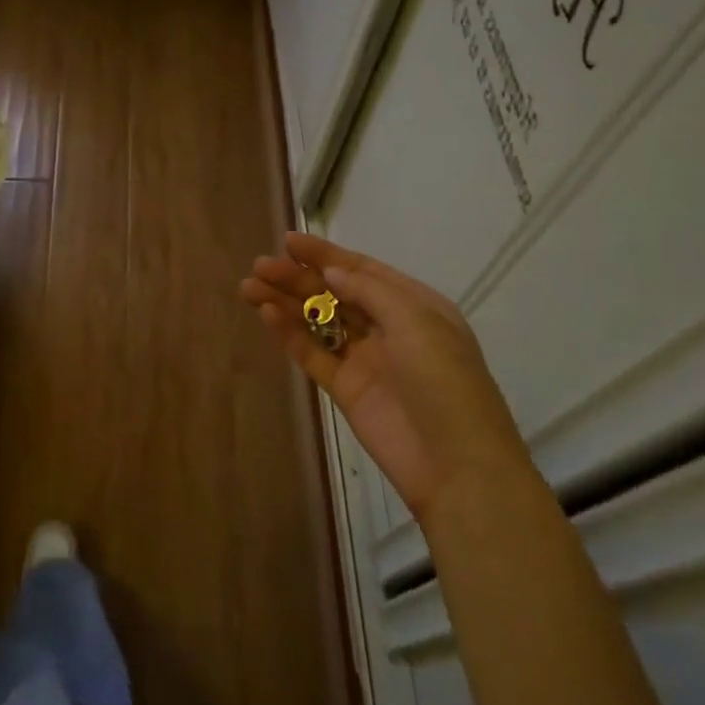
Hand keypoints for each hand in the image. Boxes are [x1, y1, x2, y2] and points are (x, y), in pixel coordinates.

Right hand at [241, 232, 525, 518]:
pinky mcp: (345, 389)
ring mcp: (365, 359)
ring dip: (286, 302)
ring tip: (249, 285)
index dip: (325, 255)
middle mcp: (388, 327)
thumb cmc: (445, 382)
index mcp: (414, 306)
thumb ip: (370, 291)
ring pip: (319, 322)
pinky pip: (313, 354)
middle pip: (335, 293)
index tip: (289, 240)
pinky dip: (290, 334)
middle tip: (260, 265)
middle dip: (298, 277)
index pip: (363, 270)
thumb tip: (331, 272)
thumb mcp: (417, 323)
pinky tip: (267, 314)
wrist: (455, 464)